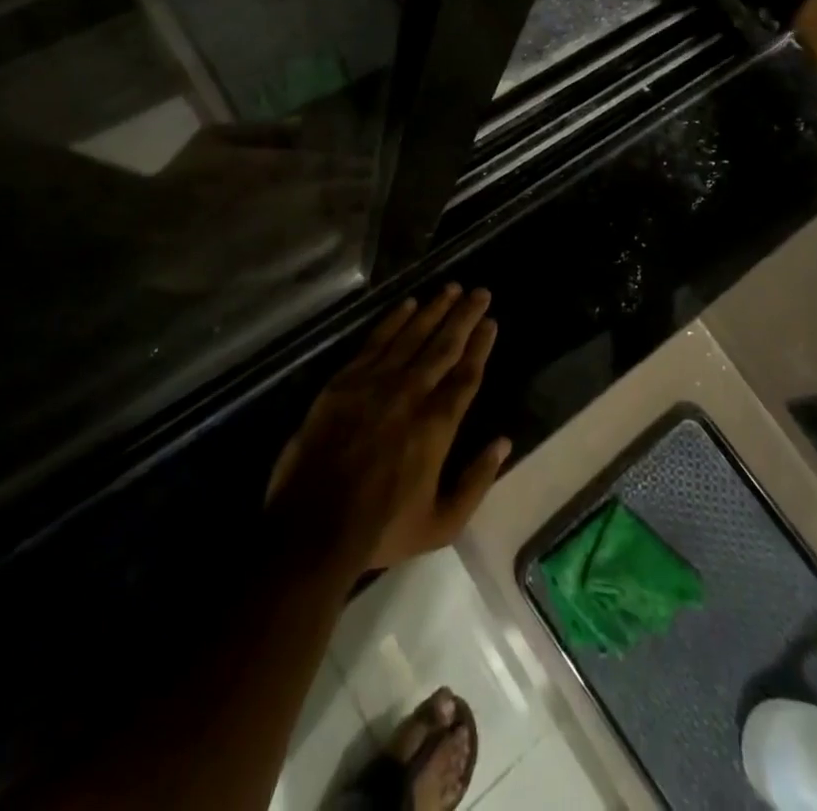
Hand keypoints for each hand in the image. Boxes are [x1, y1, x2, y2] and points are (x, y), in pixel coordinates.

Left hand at [266, 285, 511, 572]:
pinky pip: (375, 341)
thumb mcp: (442, 523)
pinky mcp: (345, 381)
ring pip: (412, 335)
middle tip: (480, 292)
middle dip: (464, 316)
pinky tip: (408, 305)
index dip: (480, 345)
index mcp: (437, 425)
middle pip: (444, 345)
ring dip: (434, 309)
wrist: (313, 526)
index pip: (466, 374)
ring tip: (451, 288)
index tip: (491, 322)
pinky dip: (394, 320)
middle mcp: (411, 393)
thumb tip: (503, 442)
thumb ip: (477, 481)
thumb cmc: (382, 529)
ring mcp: (375, 383)